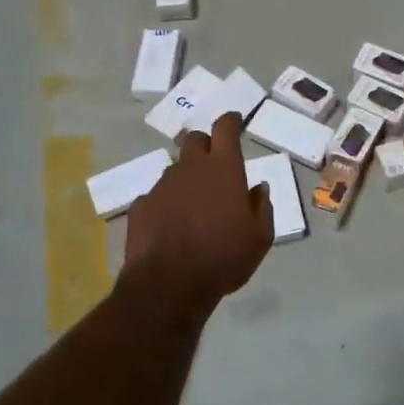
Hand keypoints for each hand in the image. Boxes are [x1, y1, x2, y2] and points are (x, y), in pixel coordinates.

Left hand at [123, 112, 273, 316]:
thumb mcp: (260, 237)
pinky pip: (157, 196)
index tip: (234, 121)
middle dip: (206, 145)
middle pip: (195, 140)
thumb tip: (258, 188)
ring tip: (194, 205)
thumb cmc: (224, 257)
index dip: (230, 121)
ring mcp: (162, 185)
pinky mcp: (141, 205)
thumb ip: (262, 207)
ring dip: (187, 179)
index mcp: (223, 169)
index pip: (225, 128)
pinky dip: (166, 203)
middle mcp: (190, 168)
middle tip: (215, 166)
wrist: (169, 283)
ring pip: (176, 169)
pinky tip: (171, 225)